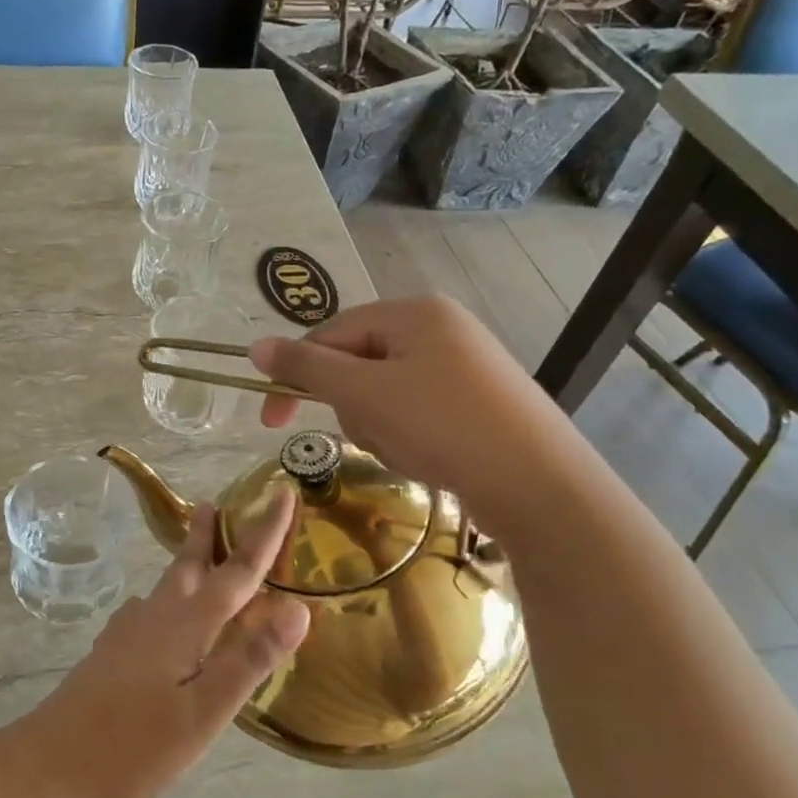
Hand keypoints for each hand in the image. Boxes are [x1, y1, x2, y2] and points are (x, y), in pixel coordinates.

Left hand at [5, 490, 308, 797]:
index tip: (281, 493)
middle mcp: (155, 616)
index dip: (265, 532)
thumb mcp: (203, 714)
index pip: (237, 569)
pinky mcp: (112, 651)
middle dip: (206, 533)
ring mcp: (128, 632)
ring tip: (197, 552)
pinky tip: (161, 616)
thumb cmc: (134, 747)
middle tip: (214, 503)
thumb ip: (248, 660)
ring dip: (187, 562)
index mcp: (185, 624)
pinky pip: (150, 609)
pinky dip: (168, 598)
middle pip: (189, 564)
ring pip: (166, 585)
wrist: (50, 767)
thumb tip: (298, 608)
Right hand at [247, 295, 570, 541]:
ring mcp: (464, 365)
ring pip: (384, 393)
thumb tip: (255, 346)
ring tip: (410, 450)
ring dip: (380, 426)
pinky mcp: (478, 401)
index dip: (296, 374)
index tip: (271, 421)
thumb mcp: (366, 393)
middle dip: (354, 406)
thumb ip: (307, 367)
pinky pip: (416, 411)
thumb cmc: (444, 426)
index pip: (331, 333)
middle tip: (376, 434)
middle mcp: (440, 328)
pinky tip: (430, 458)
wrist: (542, 486)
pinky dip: (409, 436)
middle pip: (358, 363)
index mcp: (414, 312)